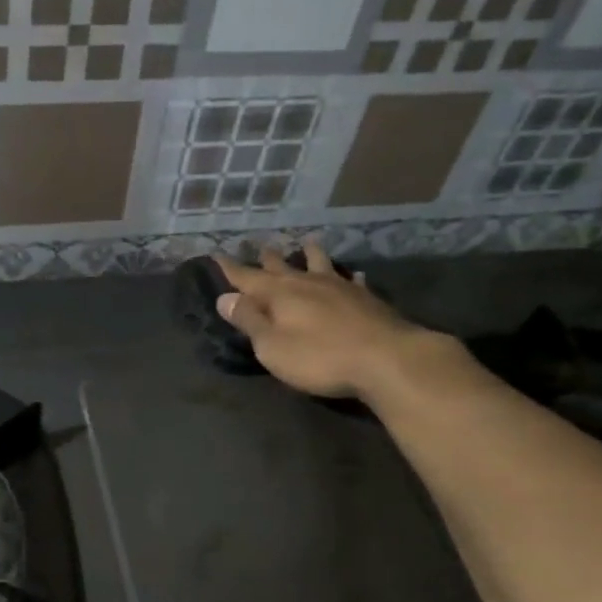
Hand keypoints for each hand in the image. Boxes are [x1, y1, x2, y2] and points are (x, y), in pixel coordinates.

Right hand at [214, 242, 420, 399]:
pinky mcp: (366, 299)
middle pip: (282, 267)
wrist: (385, 359)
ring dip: (310, 254)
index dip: (229, 268)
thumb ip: (249, 320)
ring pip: (320, 264)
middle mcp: (307, 283)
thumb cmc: (319, 357)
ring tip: (306, 243)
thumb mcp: (272, 346)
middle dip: (266, 259)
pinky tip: (355, 275)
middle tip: (259, 247)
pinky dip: (349, 276)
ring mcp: (340, 288)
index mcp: (279, 294)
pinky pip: (353, 281)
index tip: (216, 255)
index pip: (246, 277)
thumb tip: (224, 297)